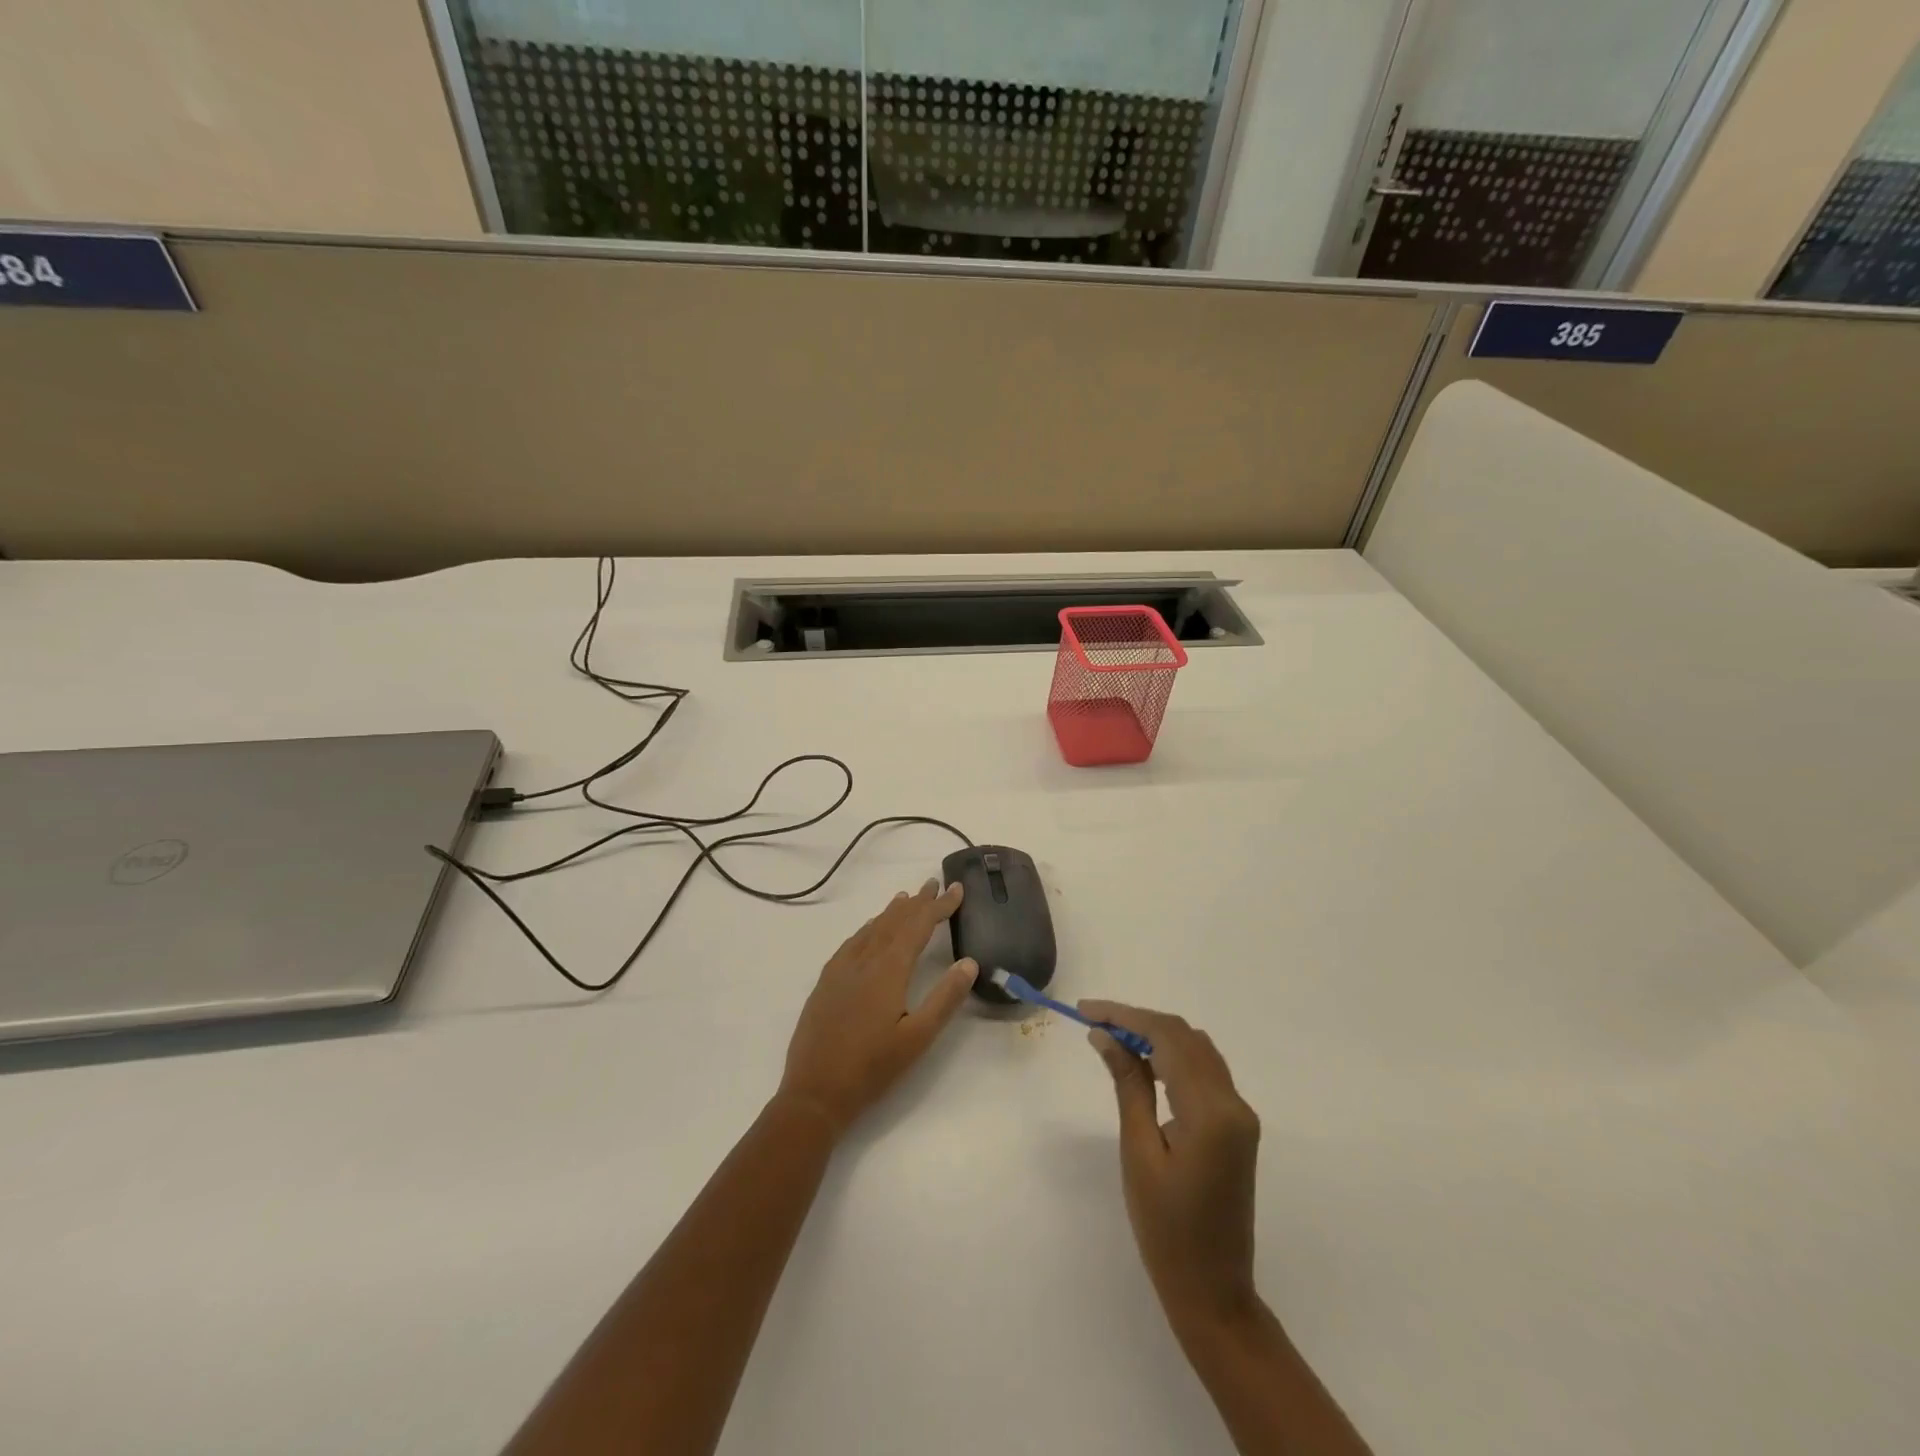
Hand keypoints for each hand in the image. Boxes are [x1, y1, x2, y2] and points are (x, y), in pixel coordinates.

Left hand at [778, 880, 977, 1136]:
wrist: (815, 1093)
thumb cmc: (872, 1068)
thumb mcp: (918, 1038)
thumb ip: (945, 998)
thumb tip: (969, 962)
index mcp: (888, 970)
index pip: (918, 927)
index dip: (938, 907)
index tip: (956, 889)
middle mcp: (864, 961)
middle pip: (894, 922)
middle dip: (917, 902)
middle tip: (934, 884)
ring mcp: (841, 970)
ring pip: (871, 929)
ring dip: (892, 912)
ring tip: (906, 898)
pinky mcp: (826, 982)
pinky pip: (852, 942)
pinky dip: (868, 928)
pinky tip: (870, 931)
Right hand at [1080, 1000, 1261, 1334]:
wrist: (1212, 1291)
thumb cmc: (1166, 1229)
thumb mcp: (1139, 1152)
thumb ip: (1128, 1086)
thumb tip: (1105, 1036)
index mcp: (1211, 1111)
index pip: (1168, 1038)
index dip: (1125, 1016)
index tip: (1086, 1011)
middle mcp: (1234, 1103)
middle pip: (1185, 1037)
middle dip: (1139, 1022)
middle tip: (1094, 1023)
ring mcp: (1240, 1114)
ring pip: (1197, 1050)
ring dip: (1156, 1036)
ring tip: (1112, 1038)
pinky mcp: (1236, 1126)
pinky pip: (1204, 1072)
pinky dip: (1173, 1057)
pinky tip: (1143, 1063)